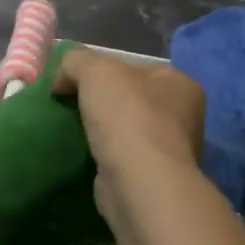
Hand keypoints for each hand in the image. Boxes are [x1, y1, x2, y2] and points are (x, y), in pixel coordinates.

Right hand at [52, 49, 205, 238]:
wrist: (139, 184)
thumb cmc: (127, 117)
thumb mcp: (95, 70)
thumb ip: (75, 61)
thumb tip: (62, 80)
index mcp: (180, 84)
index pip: (134, 67)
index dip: (101, 70)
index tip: (72, 83)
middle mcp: (183, 116)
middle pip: (129, 98)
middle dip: (100, 102)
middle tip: (69, 106)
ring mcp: (169, 150)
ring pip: (125, 129)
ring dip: (101, 130)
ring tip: (72, 131)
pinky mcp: (152, 178)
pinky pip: (121, 156)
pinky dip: (103, 155)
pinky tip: (84, 154)